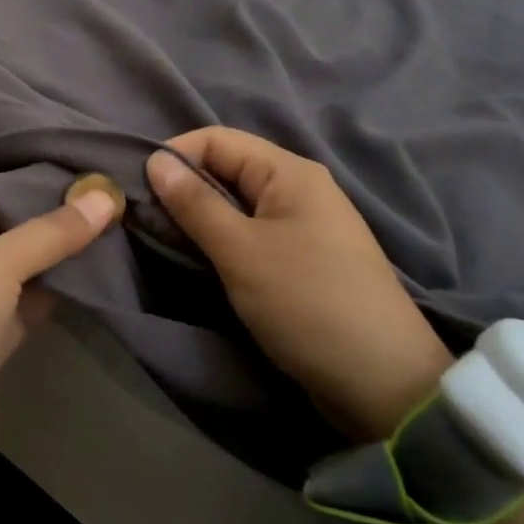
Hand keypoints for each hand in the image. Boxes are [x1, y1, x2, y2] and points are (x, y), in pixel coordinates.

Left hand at [0, 186, 119, 467]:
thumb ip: (51, 233)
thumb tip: (104, 197)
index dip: (24, 192)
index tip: (73, 183)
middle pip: (1, 237)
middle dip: (45, 228)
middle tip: (98, 208)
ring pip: (13, 275)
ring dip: (51, 263)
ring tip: (102, 237)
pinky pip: (19, 309)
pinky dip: (47, 298)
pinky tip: (85, 281)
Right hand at [146, 128, 451, 440]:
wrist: (383, 384)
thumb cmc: (306, 303)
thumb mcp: (240, 251)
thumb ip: (195, 203)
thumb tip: (155, 160)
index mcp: (290, 172)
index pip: (217, 139)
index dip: (175, 155)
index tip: (139, 188)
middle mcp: (300, 187)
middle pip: (227, 167)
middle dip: (184, 186)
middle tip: (147, 218)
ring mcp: (305, 223)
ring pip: (237, 201)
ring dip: (201, 214)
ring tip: (167, 238)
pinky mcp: (304, 257)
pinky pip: (252, 230)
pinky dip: (223, 237)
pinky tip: (203, 256)